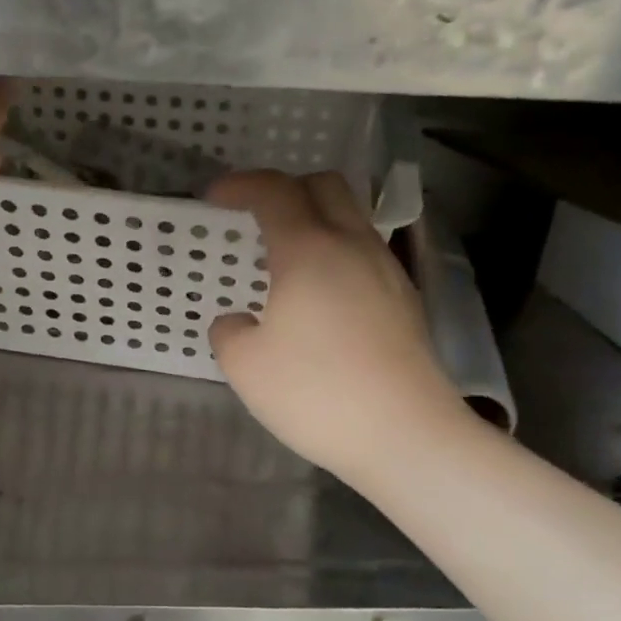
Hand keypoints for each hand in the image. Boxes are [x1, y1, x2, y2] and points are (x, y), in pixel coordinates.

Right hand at [206, 171, 468, 483]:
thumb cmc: (317, 394)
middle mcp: (353, 246)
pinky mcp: (404, 300)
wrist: (407, 436)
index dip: (240, 184)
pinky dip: (335, 251)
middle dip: (285, 187)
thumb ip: (229, 332)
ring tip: (285, 257)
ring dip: (314, 219)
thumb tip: (239, 322)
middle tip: (255, 215)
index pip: (274, 191)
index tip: (213, 197)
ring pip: (351, 217)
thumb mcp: (245, 366)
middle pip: (325, 185)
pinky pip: (364, 252)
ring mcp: (386, 271)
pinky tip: (319, 295)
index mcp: (309, 250)